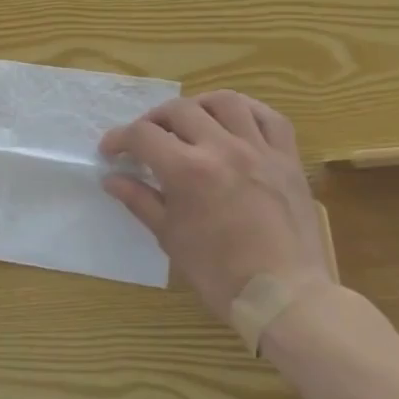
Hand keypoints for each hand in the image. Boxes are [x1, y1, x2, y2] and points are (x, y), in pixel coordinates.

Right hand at [99, 90, 328, 321]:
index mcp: (187, 170)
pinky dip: (247, 111)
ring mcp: (259, 151)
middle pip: (179, 110)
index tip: (111, 151)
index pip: (142, 135)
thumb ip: (139, 200)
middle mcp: (222, 148)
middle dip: (153, 120)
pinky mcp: (287, 160)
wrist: (285, 296)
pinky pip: (270, 118)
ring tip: (189, 121)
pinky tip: (233, 121)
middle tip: (146, 140)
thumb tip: (112, 179)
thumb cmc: (219, 272)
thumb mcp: (169, 237)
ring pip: (225, 102)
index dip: (119, 139)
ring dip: (198, 106)